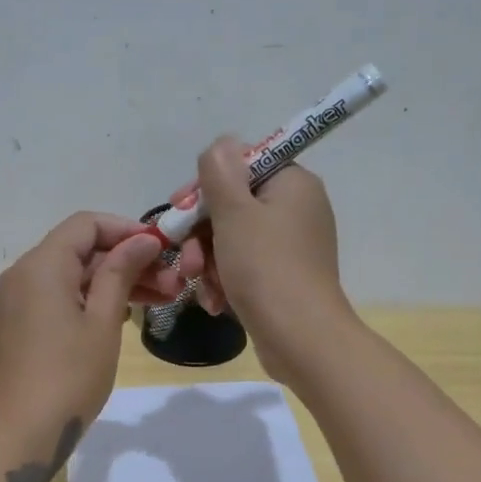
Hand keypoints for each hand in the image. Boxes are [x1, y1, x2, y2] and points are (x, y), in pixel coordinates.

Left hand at [0, 213, 163, 450]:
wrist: (16, 436)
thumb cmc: (67, 377)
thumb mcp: (102, 323)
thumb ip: (120, 273)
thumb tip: (142, 240)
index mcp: (41, 265)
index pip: (87, 224)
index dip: (127, 230)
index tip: (163, 249)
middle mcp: (23, 274)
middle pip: (80, 249)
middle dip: (127, 260)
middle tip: (172, 283)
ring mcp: (17, 300)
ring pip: (72, 275)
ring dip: (113, 281)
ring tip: (162, 300)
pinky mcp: (19, 324)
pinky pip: (58, 296)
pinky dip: (90, 299)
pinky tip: (125, 315)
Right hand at [175, 138, 355, 382]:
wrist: (301, 339)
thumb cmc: (266, 267)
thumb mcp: (234, 212)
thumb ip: (220, 171)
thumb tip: (222, 143)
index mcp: (292, 184)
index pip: (241, 166)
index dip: (205, 185)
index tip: (179, 207)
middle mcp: (297, 209)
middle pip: (233, 206)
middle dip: (201, 234)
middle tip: (186, 258)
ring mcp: (291, 246)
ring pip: (232, 240)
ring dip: (208, 262)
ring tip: (199, 285)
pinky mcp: (283, 277)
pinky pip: (243, 267)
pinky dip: (225, 281)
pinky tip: (215, 303)